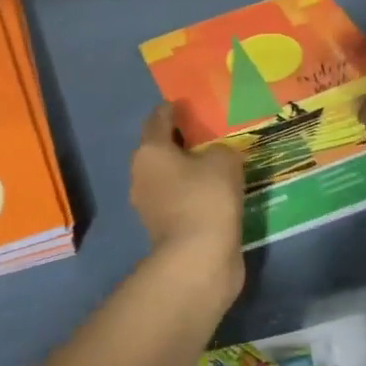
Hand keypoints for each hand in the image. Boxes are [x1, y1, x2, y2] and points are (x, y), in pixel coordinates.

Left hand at [130, 105, 246, 290]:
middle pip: (160, 149)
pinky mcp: (164, 229)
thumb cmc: (206, 198)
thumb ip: (221, 149)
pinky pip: (179, 201)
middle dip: (181, 141)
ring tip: (216, 165)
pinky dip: (193, 195)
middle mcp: (142, 175)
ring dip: (188, 171)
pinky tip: (216, 194)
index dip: (173, 109)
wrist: (198, 259)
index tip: (188, 105)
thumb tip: (216, 156)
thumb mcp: (224, 161)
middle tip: (209, 134)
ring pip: (169, 177)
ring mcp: (150, 205)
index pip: (158, 119)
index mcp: (150, 151)